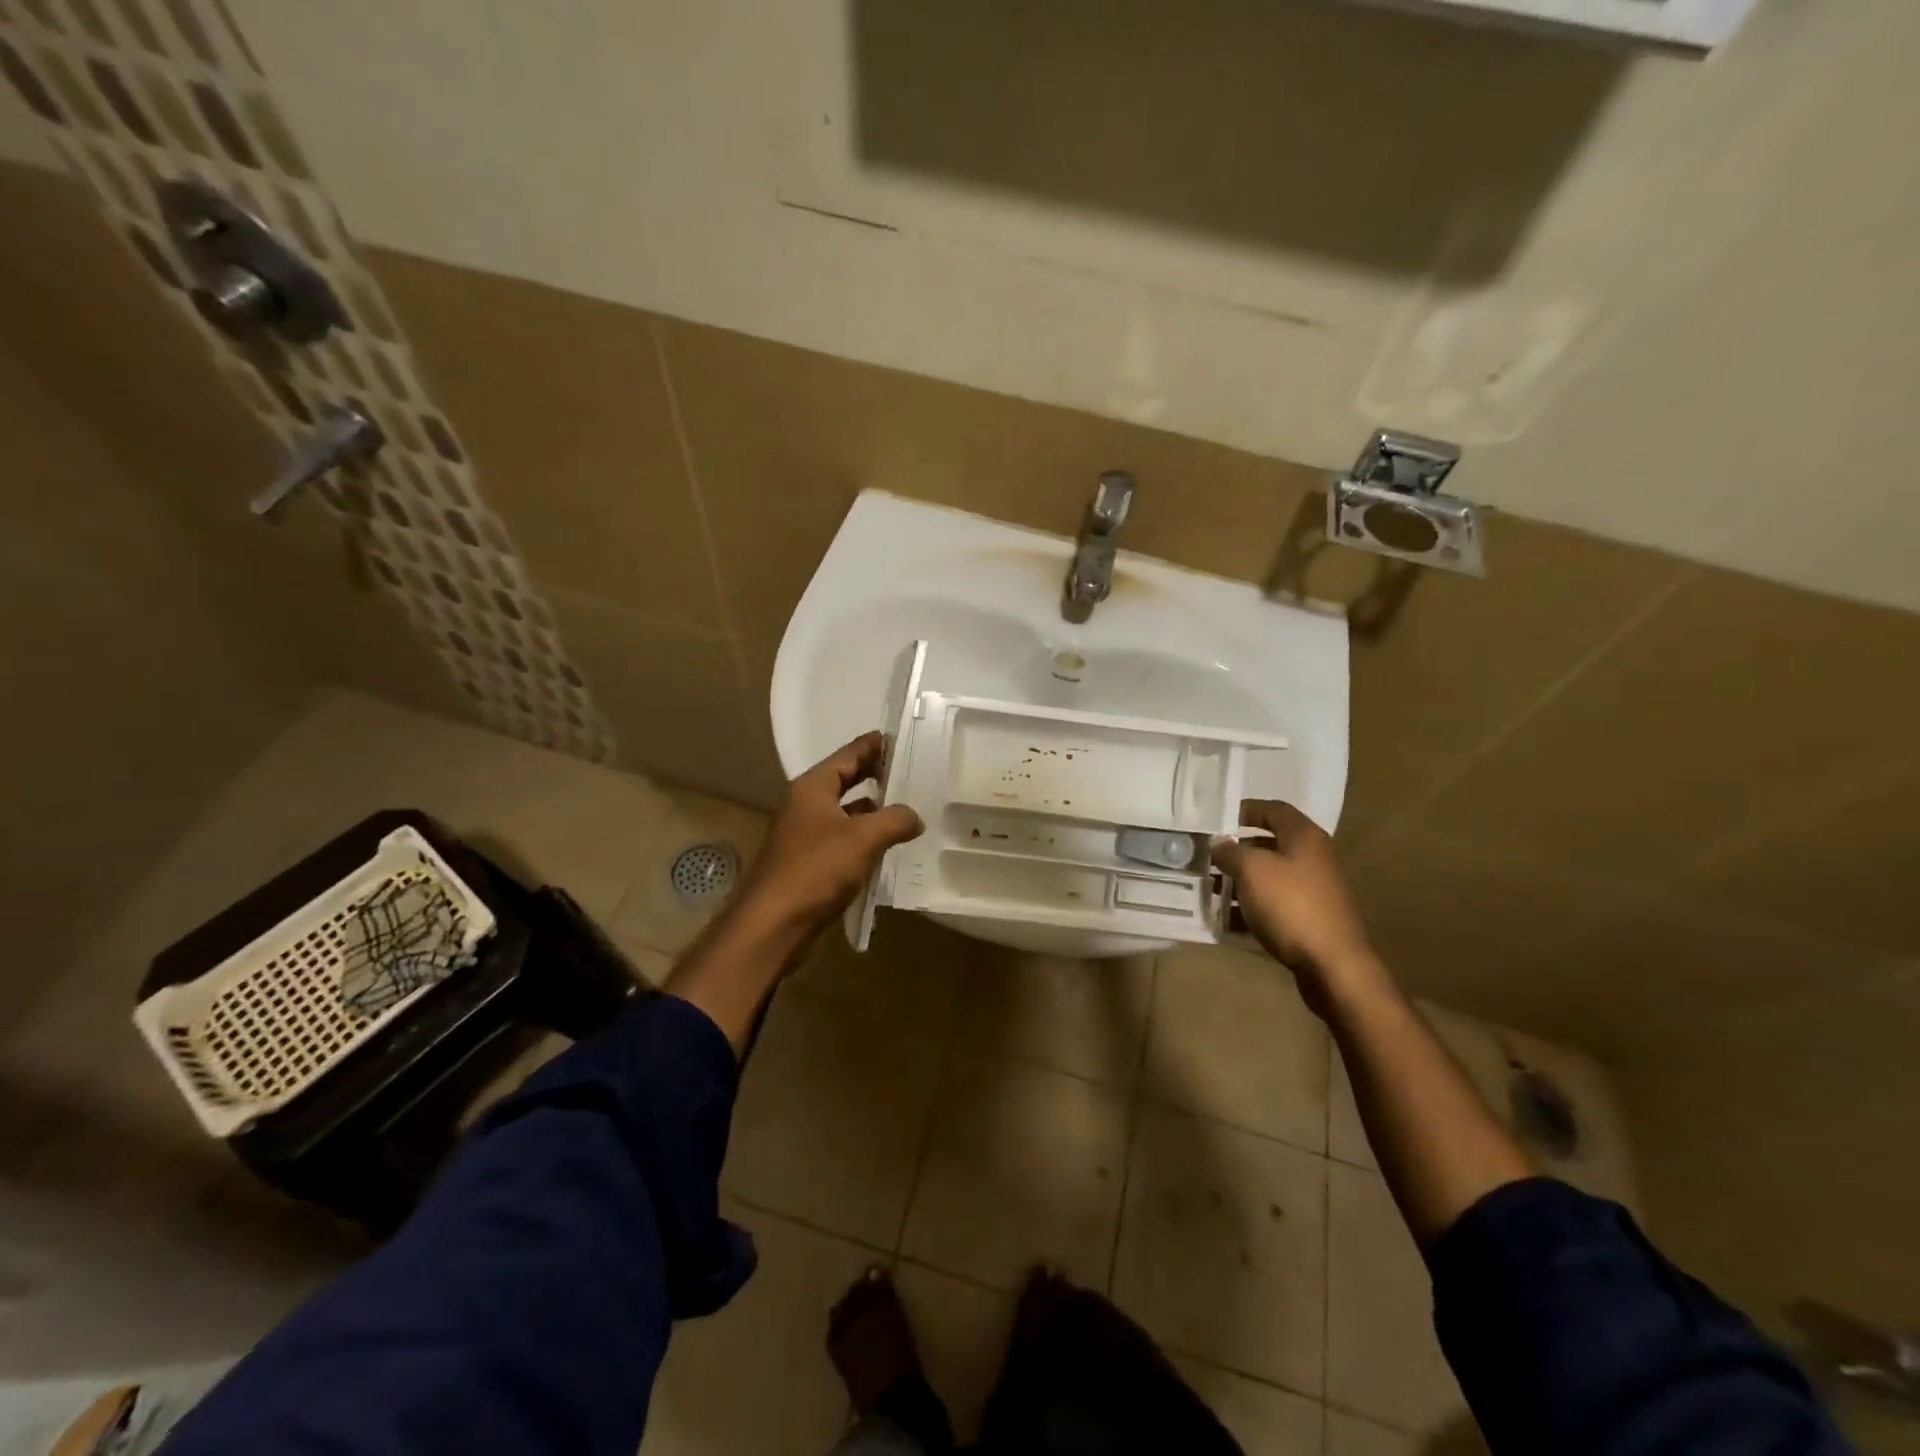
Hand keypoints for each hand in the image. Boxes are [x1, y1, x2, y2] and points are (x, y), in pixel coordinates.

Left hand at [735, 732, 924, 934]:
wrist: (772, 925)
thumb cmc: (815, 870)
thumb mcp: (863, 838)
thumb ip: (894, 820)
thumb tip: (915, 816)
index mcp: (812, 788)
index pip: (846, 755)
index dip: (871, 746)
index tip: (897, 737)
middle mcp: (805, 806)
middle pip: (844, 781)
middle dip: (873, 775)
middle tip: (907, 770)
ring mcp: (804, 836)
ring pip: (844, 813)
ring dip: (871, 810)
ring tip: (905, 808)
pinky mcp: (808, 863)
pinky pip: (842, 840)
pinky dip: (863, 838)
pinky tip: (886, 847)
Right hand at [1211, 801, 1384, 1014]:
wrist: (1333, 965)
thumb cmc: (1291, 905)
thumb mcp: (1252, 870)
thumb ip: (1230, 852)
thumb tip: (1219, 843)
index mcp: (1304, 837)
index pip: (1273, 810)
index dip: (1245, 810)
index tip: (1216, 820)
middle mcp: (1312, 858)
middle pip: (1269, 845)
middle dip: (1236, 851)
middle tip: (1206, 857)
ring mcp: (1313, 890)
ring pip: (1269, 878)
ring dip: (1239, 882)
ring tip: (1209, 890)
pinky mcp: (1309, 919)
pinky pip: (1273, 905)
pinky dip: (1250, 908)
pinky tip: (1226, 920)